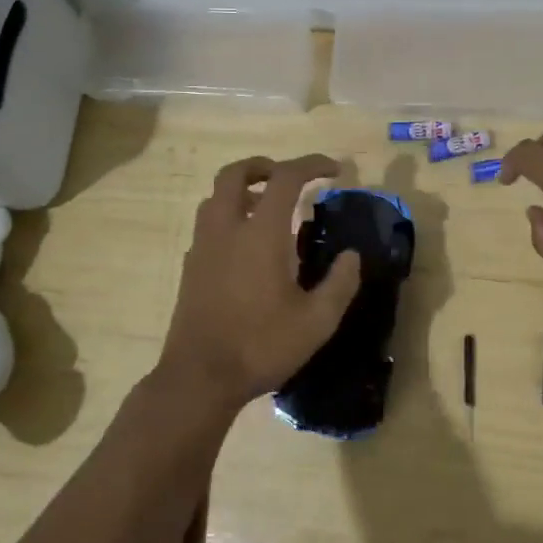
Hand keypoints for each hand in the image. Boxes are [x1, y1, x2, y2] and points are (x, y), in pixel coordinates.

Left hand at [160, 154, 362, 409]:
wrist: (199, 378)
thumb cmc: (261, 346)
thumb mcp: (316, 321)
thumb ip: (340, 283)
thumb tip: (351, 256)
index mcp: (260, 233)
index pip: (285, 178)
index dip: (311, 165)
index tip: (334, 170)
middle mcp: (226, 229)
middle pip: (234, 173)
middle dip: (263, 166)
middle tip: (287, 178)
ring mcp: (202, 247)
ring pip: (215, 197)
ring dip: (242, 190)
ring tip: (267, 210)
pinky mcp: (190, 267)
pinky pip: (208, 224)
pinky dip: (228, 218)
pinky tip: (246, 248)